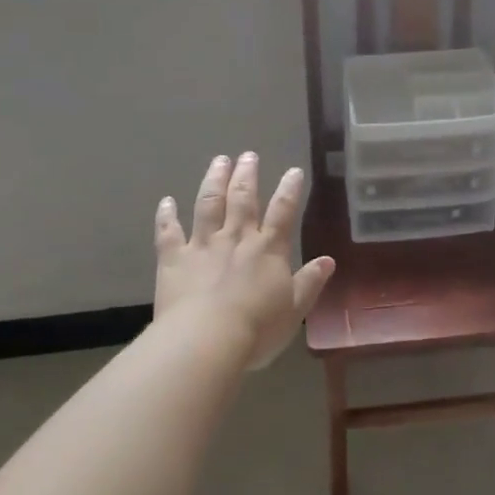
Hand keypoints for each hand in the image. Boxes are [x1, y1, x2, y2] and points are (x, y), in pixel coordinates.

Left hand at [154, 152, 335, 368]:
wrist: (206, 340)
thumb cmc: (257, 329)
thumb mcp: (295, 309)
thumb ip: (310, 282)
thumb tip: (329, 260)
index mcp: (268, 249)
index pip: (283, 212)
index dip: (289, 189)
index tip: (293, 171)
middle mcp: (236, 238)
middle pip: (243, 198)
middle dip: (247, 175)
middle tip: (248, 154)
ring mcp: (202, 245)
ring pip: (208, 204)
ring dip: (214, 181)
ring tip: (219, 161)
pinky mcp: (173, 259)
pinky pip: (168, 232)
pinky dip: (166, 215)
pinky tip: (165, 201)